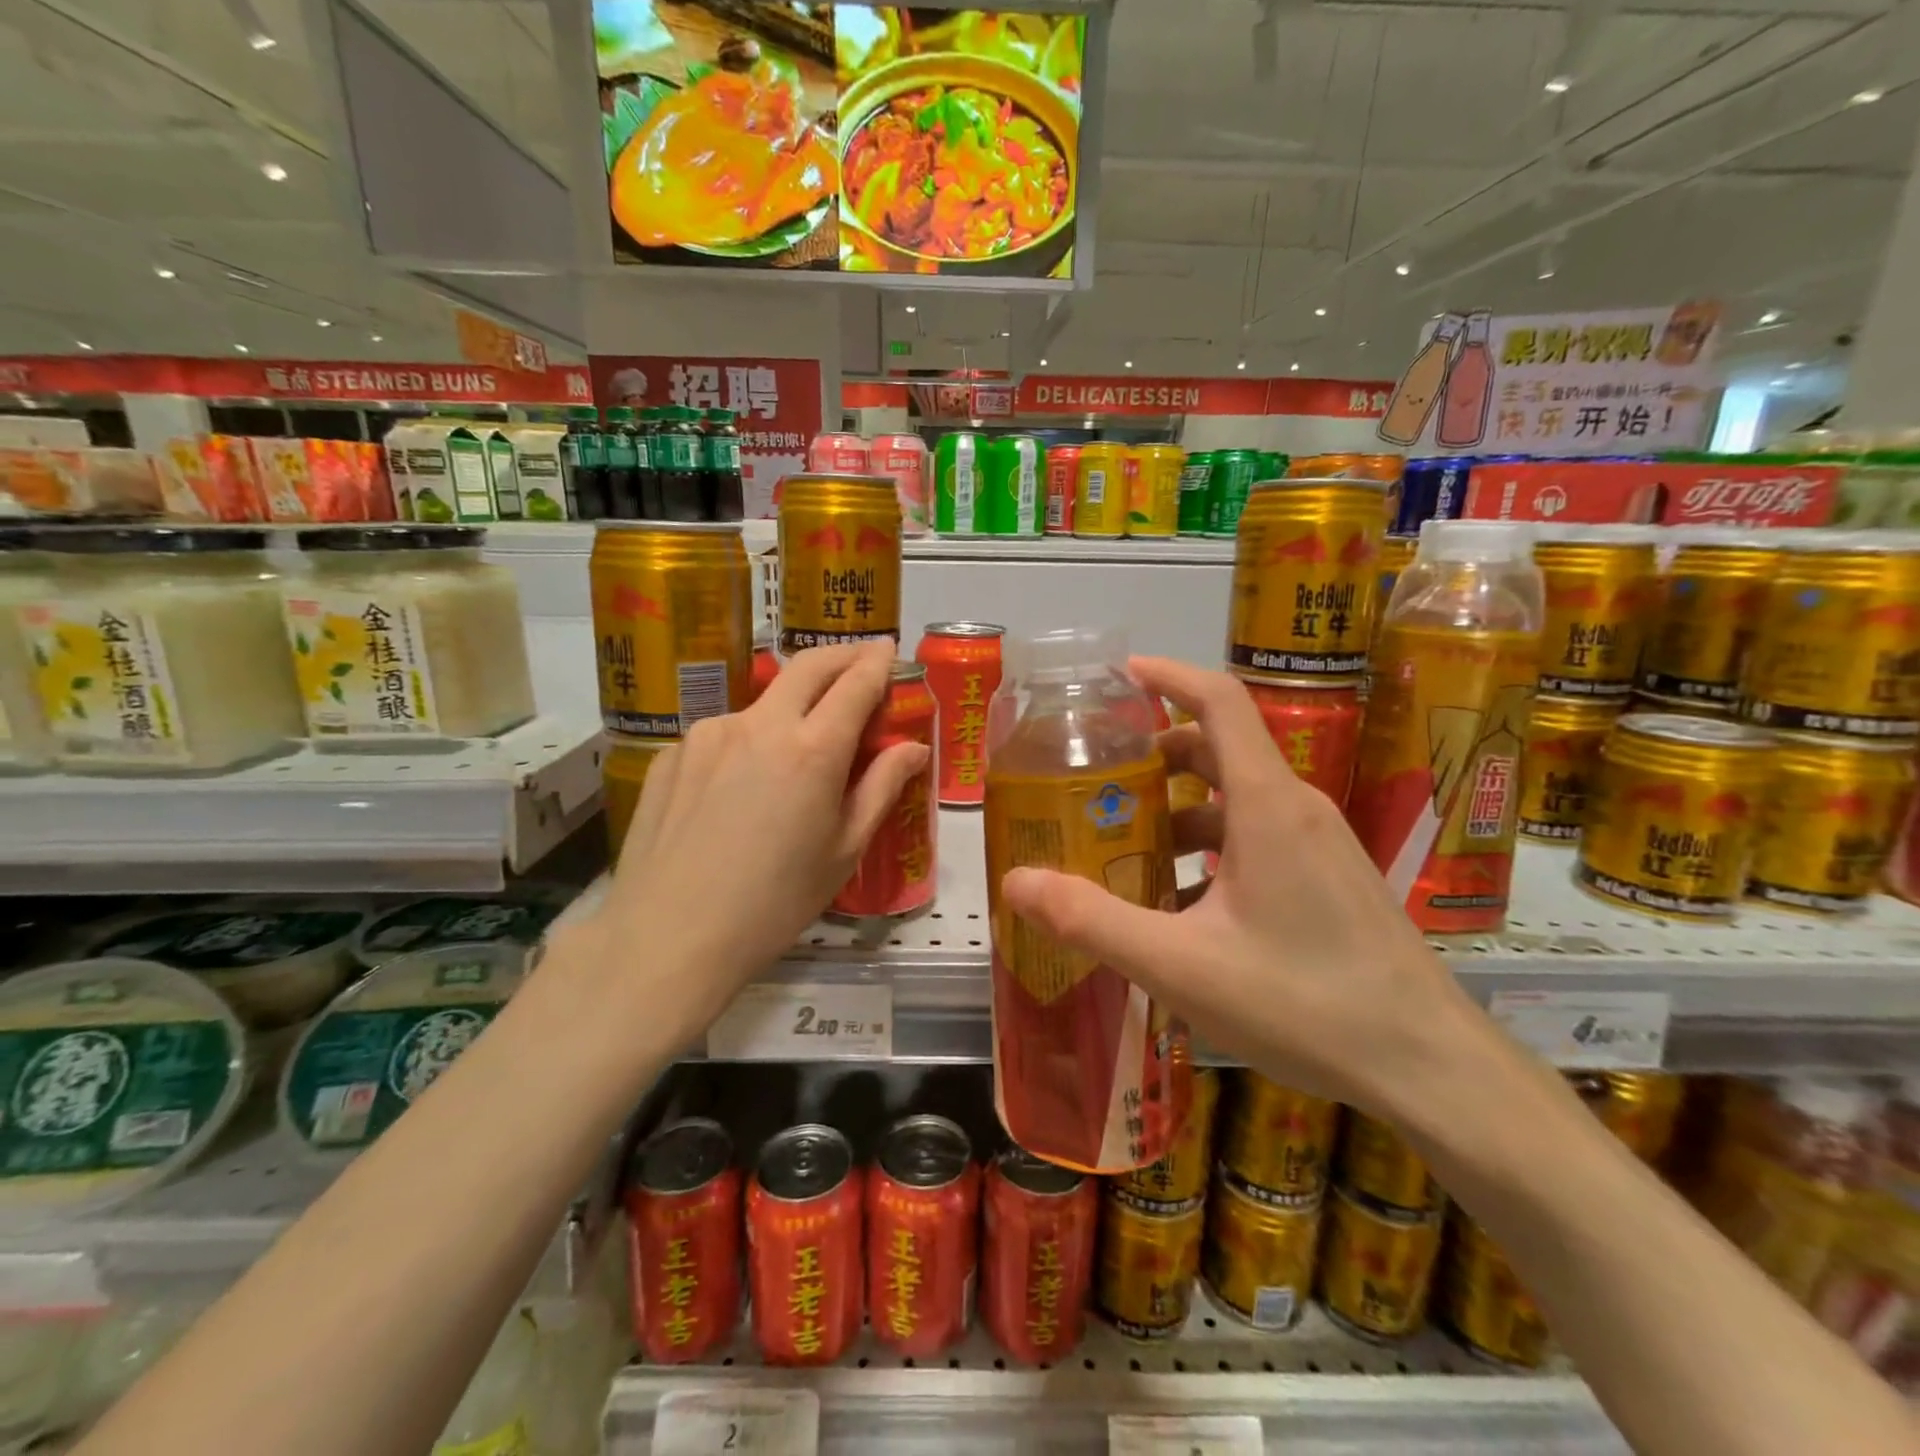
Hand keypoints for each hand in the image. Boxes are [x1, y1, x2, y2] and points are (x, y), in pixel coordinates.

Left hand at [581, 641, 928, 1031]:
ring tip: (798, 746)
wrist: (669, 937)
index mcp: (812, 749)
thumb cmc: (775, 902)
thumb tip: (914, 748)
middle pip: (808, 666)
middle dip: (842, 655)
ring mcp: (709, 734)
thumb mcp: (844, 850)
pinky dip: (748, 740)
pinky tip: (741, 786)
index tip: (889, 650)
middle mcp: (760, 724)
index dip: (878, 662)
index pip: (856, 683)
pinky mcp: (673, 754)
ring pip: (763, 702)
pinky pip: (724, 734)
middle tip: (861, 659)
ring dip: (791, 706)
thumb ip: (882, 788)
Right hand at [999, 657, 1477, 1114]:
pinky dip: (1210, 846)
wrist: (1428, 1067)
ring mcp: (1319, 844)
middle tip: (1095, 782)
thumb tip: (1015, 882)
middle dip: (1154, 758)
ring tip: (1125, 849)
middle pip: (1218, 750)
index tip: (1118, 676)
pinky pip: (1258, 837)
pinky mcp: (1329, 878)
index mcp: (1266, 804)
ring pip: (1236, 799)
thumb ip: (1092, 920)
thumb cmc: (1304, 1003)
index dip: (1168, 676)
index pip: (1219, 702)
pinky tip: (1180, 903)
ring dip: (1179, 811)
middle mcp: (1296, 808)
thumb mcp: (1180, 965)